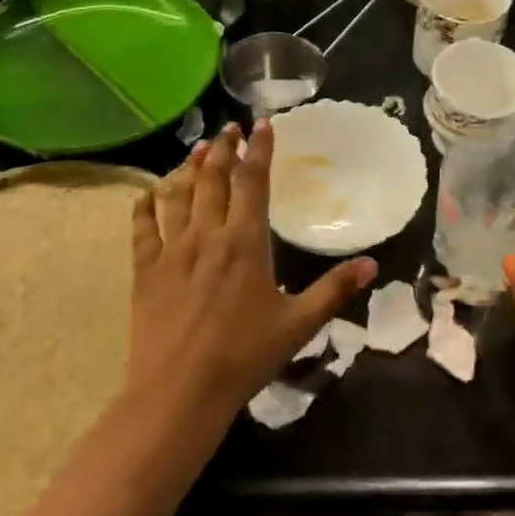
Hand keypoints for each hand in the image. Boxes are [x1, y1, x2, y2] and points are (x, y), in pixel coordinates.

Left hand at [130, 119, 375, 417]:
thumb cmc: (244, 356)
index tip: (262, 125)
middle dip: (221, 149)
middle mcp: (206, 235)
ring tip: (195, 149)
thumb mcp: (298, 325)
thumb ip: (334, 290)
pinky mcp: (145, 270)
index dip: (258, 150)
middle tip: (227, 128)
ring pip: (178, 195)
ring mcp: (171, 250)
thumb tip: (372, 264)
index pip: (253, 182)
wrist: (180, 390)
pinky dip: (145, 206)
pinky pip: (142, 228)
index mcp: (245, 242)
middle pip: (213, 179)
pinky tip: (147, 194)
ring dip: (187, 168)